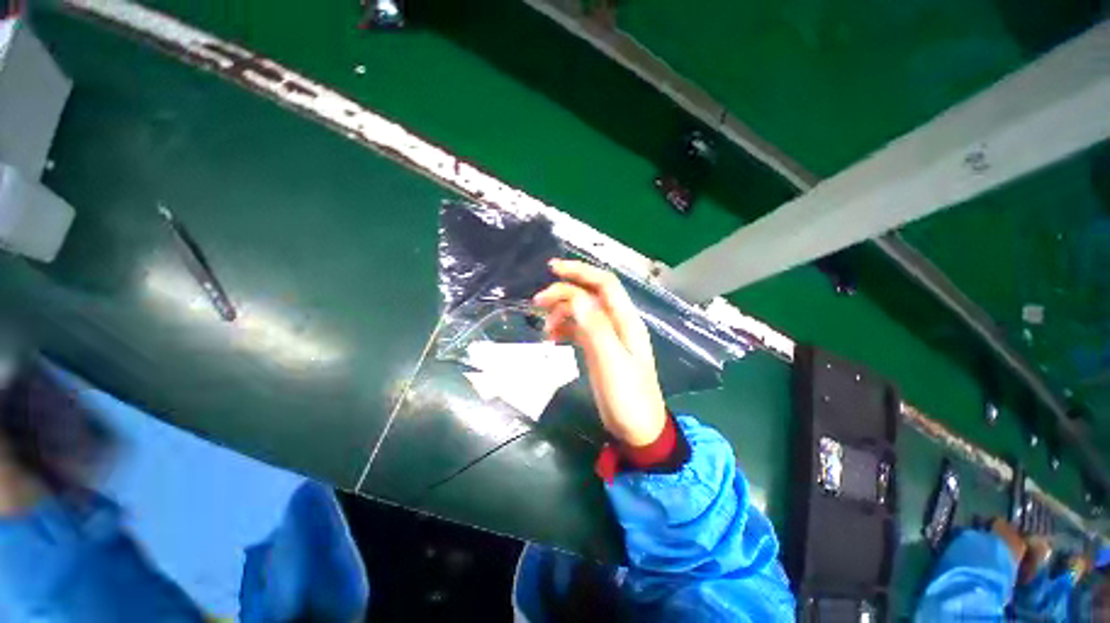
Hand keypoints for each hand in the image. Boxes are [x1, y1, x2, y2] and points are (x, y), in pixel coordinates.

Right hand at [533, 260, 666, 446]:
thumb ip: (595, 328)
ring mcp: (609, 336)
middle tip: (537, 303)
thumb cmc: (627, 398)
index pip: (604, 284)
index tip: (552, 269)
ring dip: (562, 313)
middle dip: (564, 292)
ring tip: (545, 329)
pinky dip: (565, 328)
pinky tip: (553, 338)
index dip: (580, 272)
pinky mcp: (600, 349)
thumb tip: (576, 297)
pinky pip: (580, 329)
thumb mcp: (611, 363)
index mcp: (625, 321)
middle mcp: (618, 323)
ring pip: (582, 311)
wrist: (638, 431)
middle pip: (590, 295)